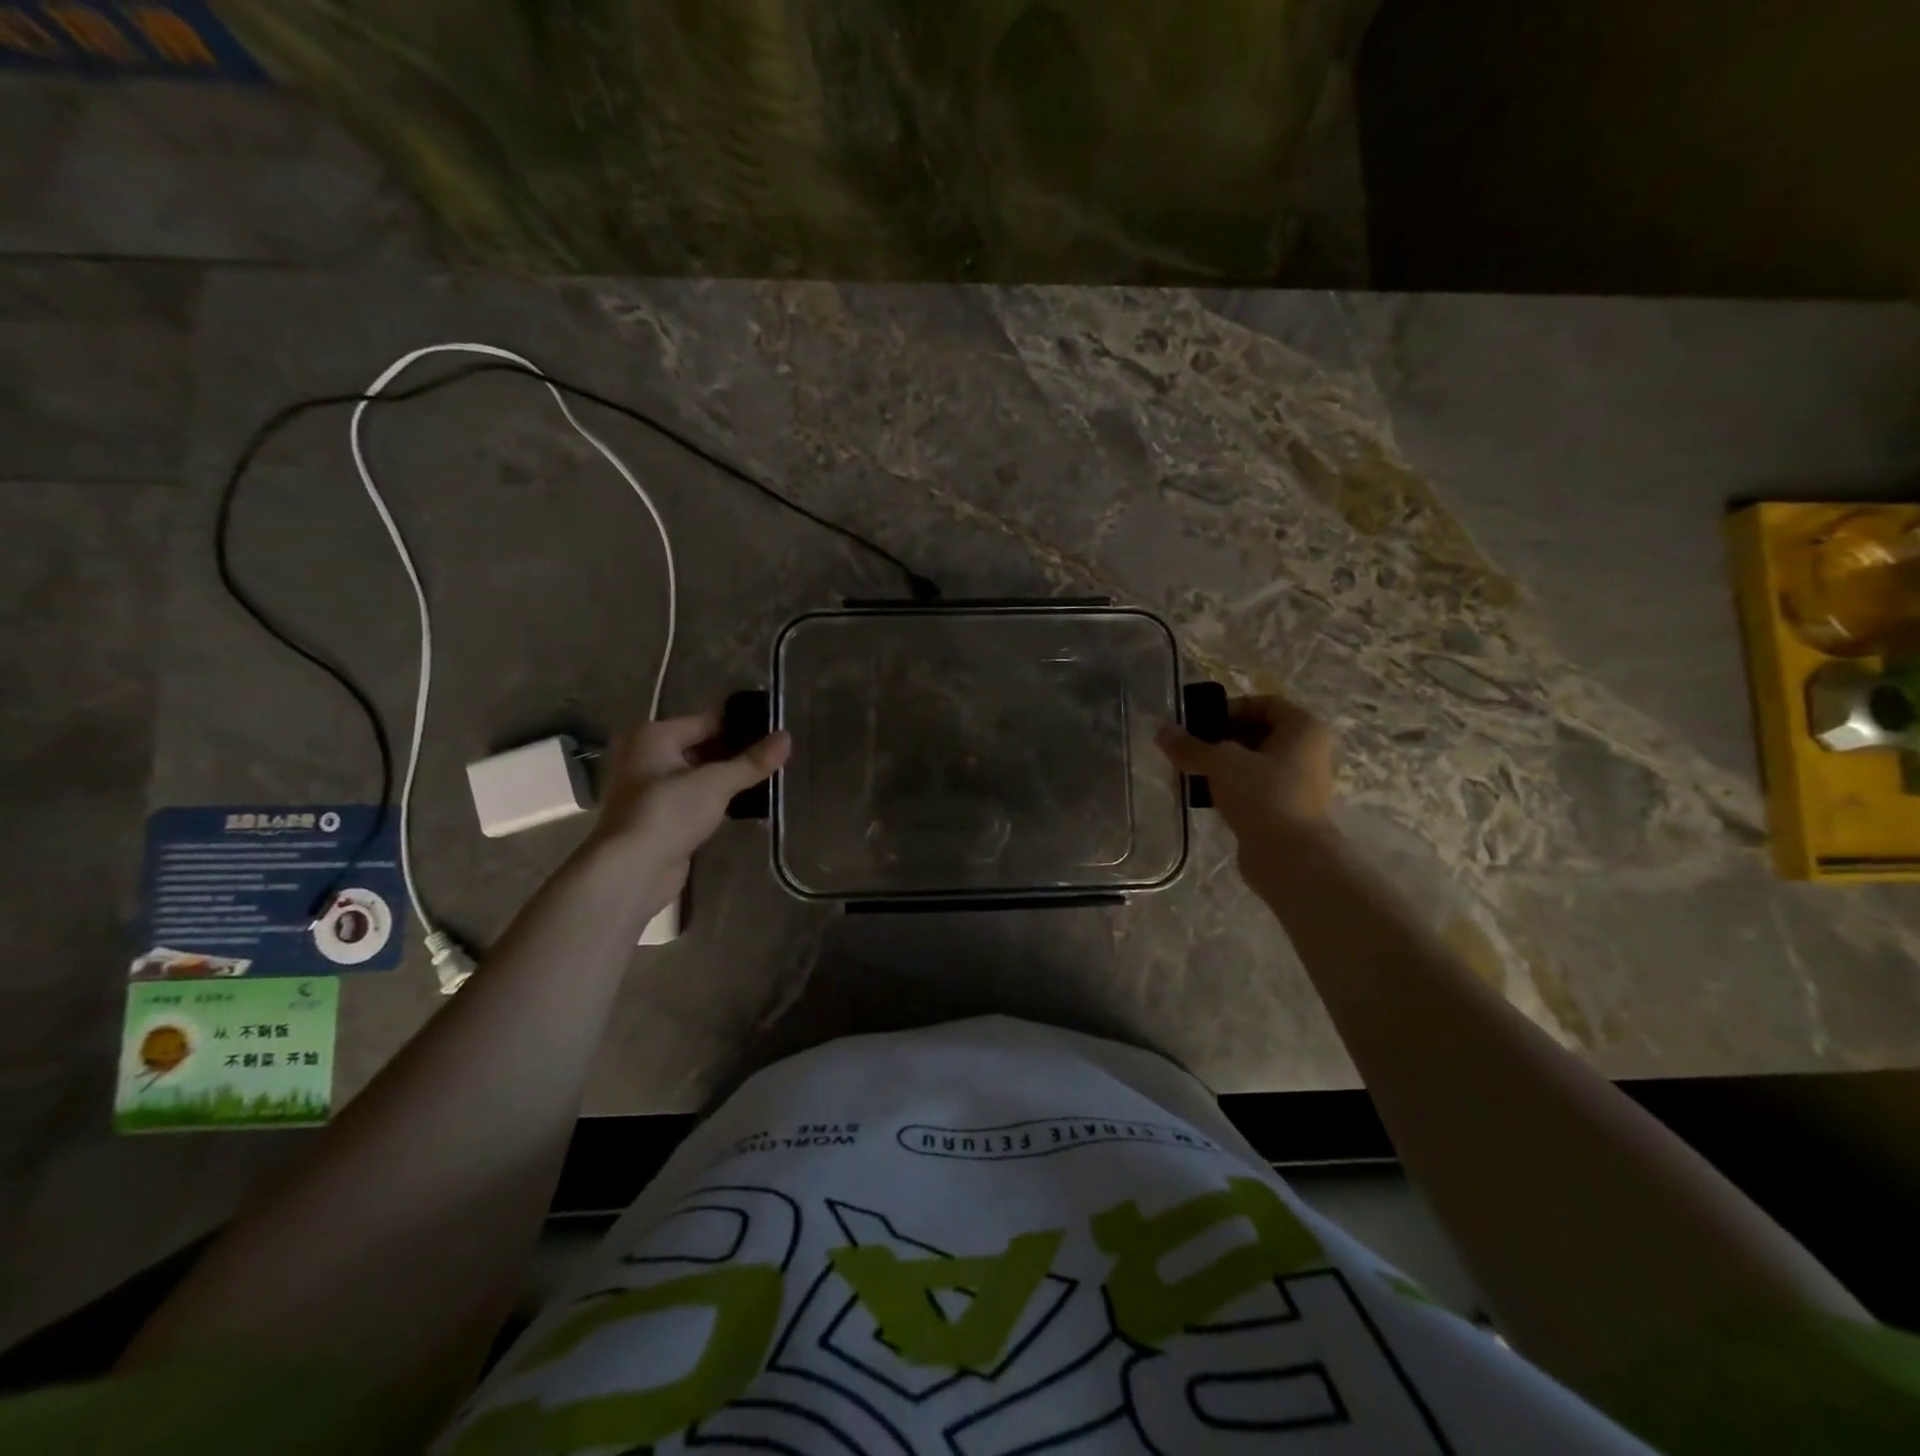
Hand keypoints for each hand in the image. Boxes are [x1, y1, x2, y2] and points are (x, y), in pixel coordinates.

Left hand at [588, 710, 790, 893]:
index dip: (742, 727)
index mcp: (654, 736)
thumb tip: (787, 737)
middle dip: (736, 754)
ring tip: (768, 780)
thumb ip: (752, 761)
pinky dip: (716, 800)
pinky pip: (694, 799)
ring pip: (699, 775)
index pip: (708, 721)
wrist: (631, 870)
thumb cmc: (669, 812)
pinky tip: (745, 804)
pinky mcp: (659, 817)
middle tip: (776, 758)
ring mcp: (650, 788)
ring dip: (727, 779)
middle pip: (702, 747)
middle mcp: (647, 755)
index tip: (775, 734)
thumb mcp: (716, 783)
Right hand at [1155, 694, 1335, 864]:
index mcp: (1304, 729)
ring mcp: (1299, 783)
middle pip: (1258, 733)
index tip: (1200, 724)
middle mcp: (1308, 751)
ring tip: (1192, 772)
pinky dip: (1231, 787)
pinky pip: (1255, 788)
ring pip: (1254, 763)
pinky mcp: (1286, 809)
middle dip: (1221, 738)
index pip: (1264, 703)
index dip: (1230, 709)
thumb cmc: (1262, 795)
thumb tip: (1161, 731)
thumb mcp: (1220, 763)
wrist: (1289, 857)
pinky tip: (1206, 796)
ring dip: (1223, 765)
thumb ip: (1190, 746)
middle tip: (1190, 748)